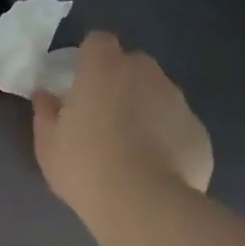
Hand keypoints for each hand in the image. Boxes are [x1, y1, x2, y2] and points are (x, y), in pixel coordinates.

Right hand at [33, 32, 212, 224]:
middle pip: (133, 65)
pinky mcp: (199, 132)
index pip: (98, 41)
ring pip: (159, 95)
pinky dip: (168, 140)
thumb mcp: (48, 144)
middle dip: (120, 83)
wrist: (143, 204)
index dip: (89, 59)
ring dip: (146, 110)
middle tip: (104, 119)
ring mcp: (178, 101)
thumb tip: (45, 96)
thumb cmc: (85, 167)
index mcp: (104, 69)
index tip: (80, 84)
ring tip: (132, 150)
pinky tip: (155, 170)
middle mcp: (146, 74)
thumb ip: (45, 113)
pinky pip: (178, 127)